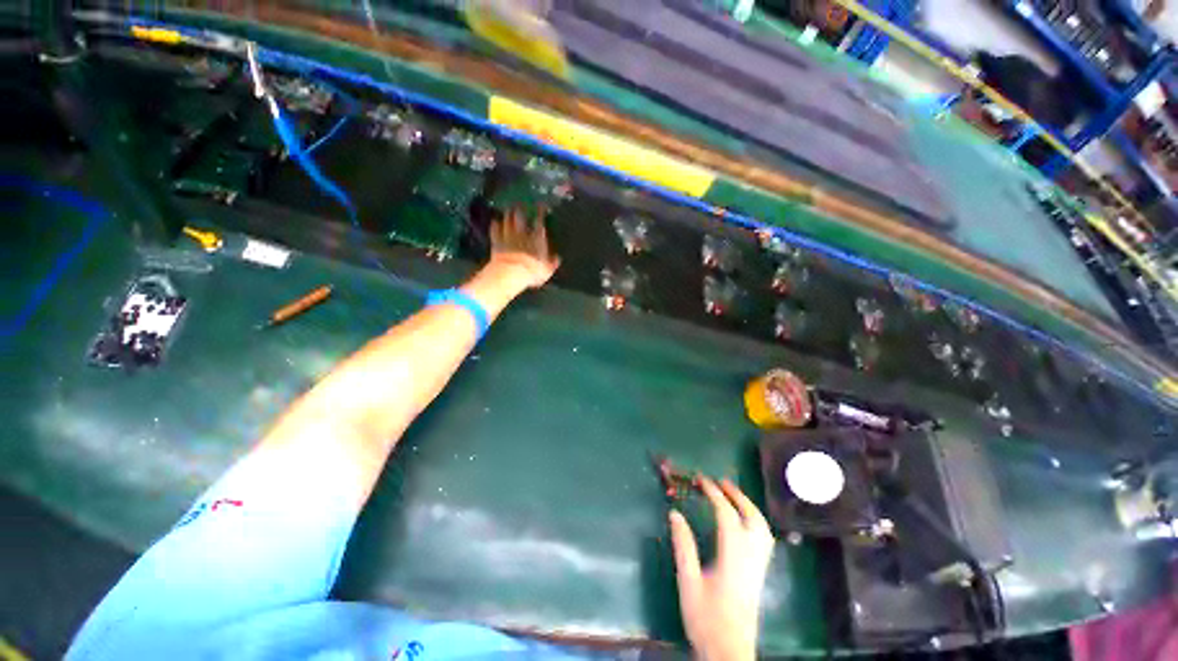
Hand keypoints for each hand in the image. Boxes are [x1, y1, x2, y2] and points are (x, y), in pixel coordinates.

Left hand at [488, 207, 559, 288]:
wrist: (510, 273)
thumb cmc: (532, 271)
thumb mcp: (547, 270)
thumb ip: (552, 262)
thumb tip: (557, 258)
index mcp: (537, 238)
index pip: (539, 221)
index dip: (540, 212)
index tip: (541, 206)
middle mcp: (522, 233)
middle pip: (520, 216)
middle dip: (521, 209)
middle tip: (521, 204)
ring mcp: (508, 236)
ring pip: (507, 220)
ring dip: (508, 214)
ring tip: (508, 209)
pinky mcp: (496, 242)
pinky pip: (495, 230)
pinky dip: (495, 225)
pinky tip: (495, 221)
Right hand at [670, 478, 774, 660]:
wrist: (729, 652)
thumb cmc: (706, 618)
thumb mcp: (689, 581)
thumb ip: (683, 546)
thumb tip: (675, 513)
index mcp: (733, 555)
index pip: (726, 514)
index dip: (714, 493)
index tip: (701, 479)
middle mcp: (751, 556)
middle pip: (752, 516)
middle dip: (737, 494)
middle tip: (720, 481)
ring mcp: (759, 565)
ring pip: (762, 527)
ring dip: (748, 505)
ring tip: (732, 494)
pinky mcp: (760, 573)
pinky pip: (764, 538)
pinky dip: (755, 520)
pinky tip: (744, 521)